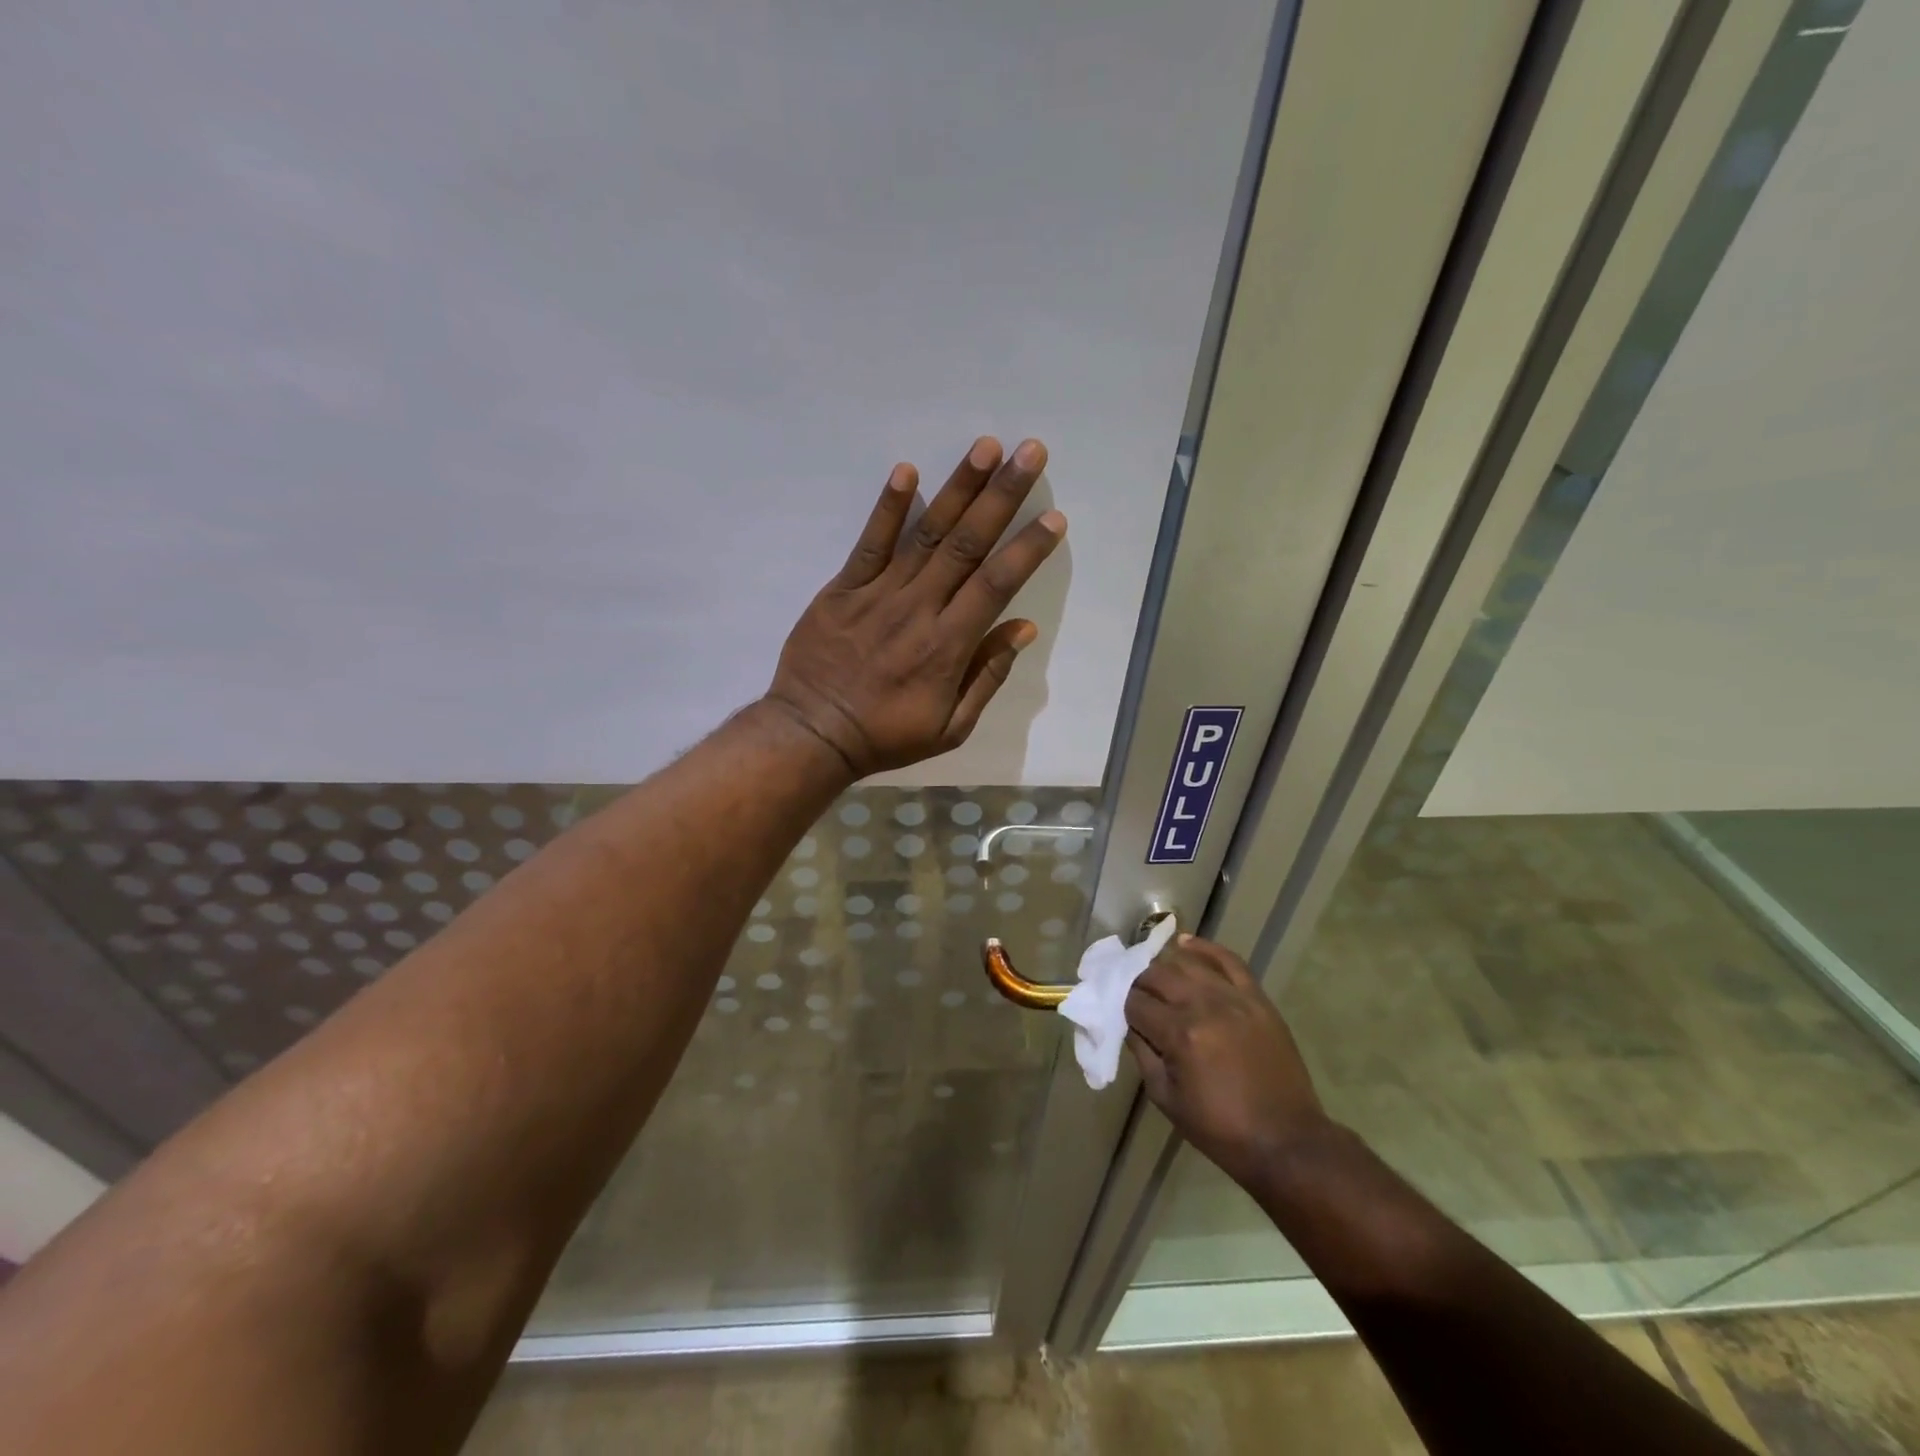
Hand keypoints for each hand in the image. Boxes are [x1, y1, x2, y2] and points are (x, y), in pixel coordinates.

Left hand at [765, 436, 1065, 776]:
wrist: (813, 734)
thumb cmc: (887, 735)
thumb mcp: (951, 727)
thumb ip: (987, 676)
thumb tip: (1023, 627)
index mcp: (948, 646)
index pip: (996, 585)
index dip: (1027, 549)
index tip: (1054, 517)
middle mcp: (918, 609)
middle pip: (967, 545)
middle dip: (1002, 496)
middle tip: (1030, 453)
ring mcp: (878, 594)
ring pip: (926, 534)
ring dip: (958, 488)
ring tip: (986, 447)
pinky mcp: (843, 589)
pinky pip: (869, 543)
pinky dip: (887, 508)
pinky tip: (906, 470)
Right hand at [1126, 935, 1330, 1192]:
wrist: (1286, 1141)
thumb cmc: (1220, 1129)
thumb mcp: (1167, 1099)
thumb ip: (1142, 1054)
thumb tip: (1129, 1024)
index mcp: (1179, 1034)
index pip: (1135, 1003)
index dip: (1122, 1007)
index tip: (1120, 1014)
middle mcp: (1204, 1006)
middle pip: (1157, 975)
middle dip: (1138, 983)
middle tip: (1136, 998)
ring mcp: (1234, 998)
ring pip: (1187, 963)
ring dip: (1164, 966)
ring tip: (1156, 976)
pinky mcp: (1257, 999)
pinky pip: (1229, 961)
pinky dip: (1205, 948)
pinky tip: (1185, 943)